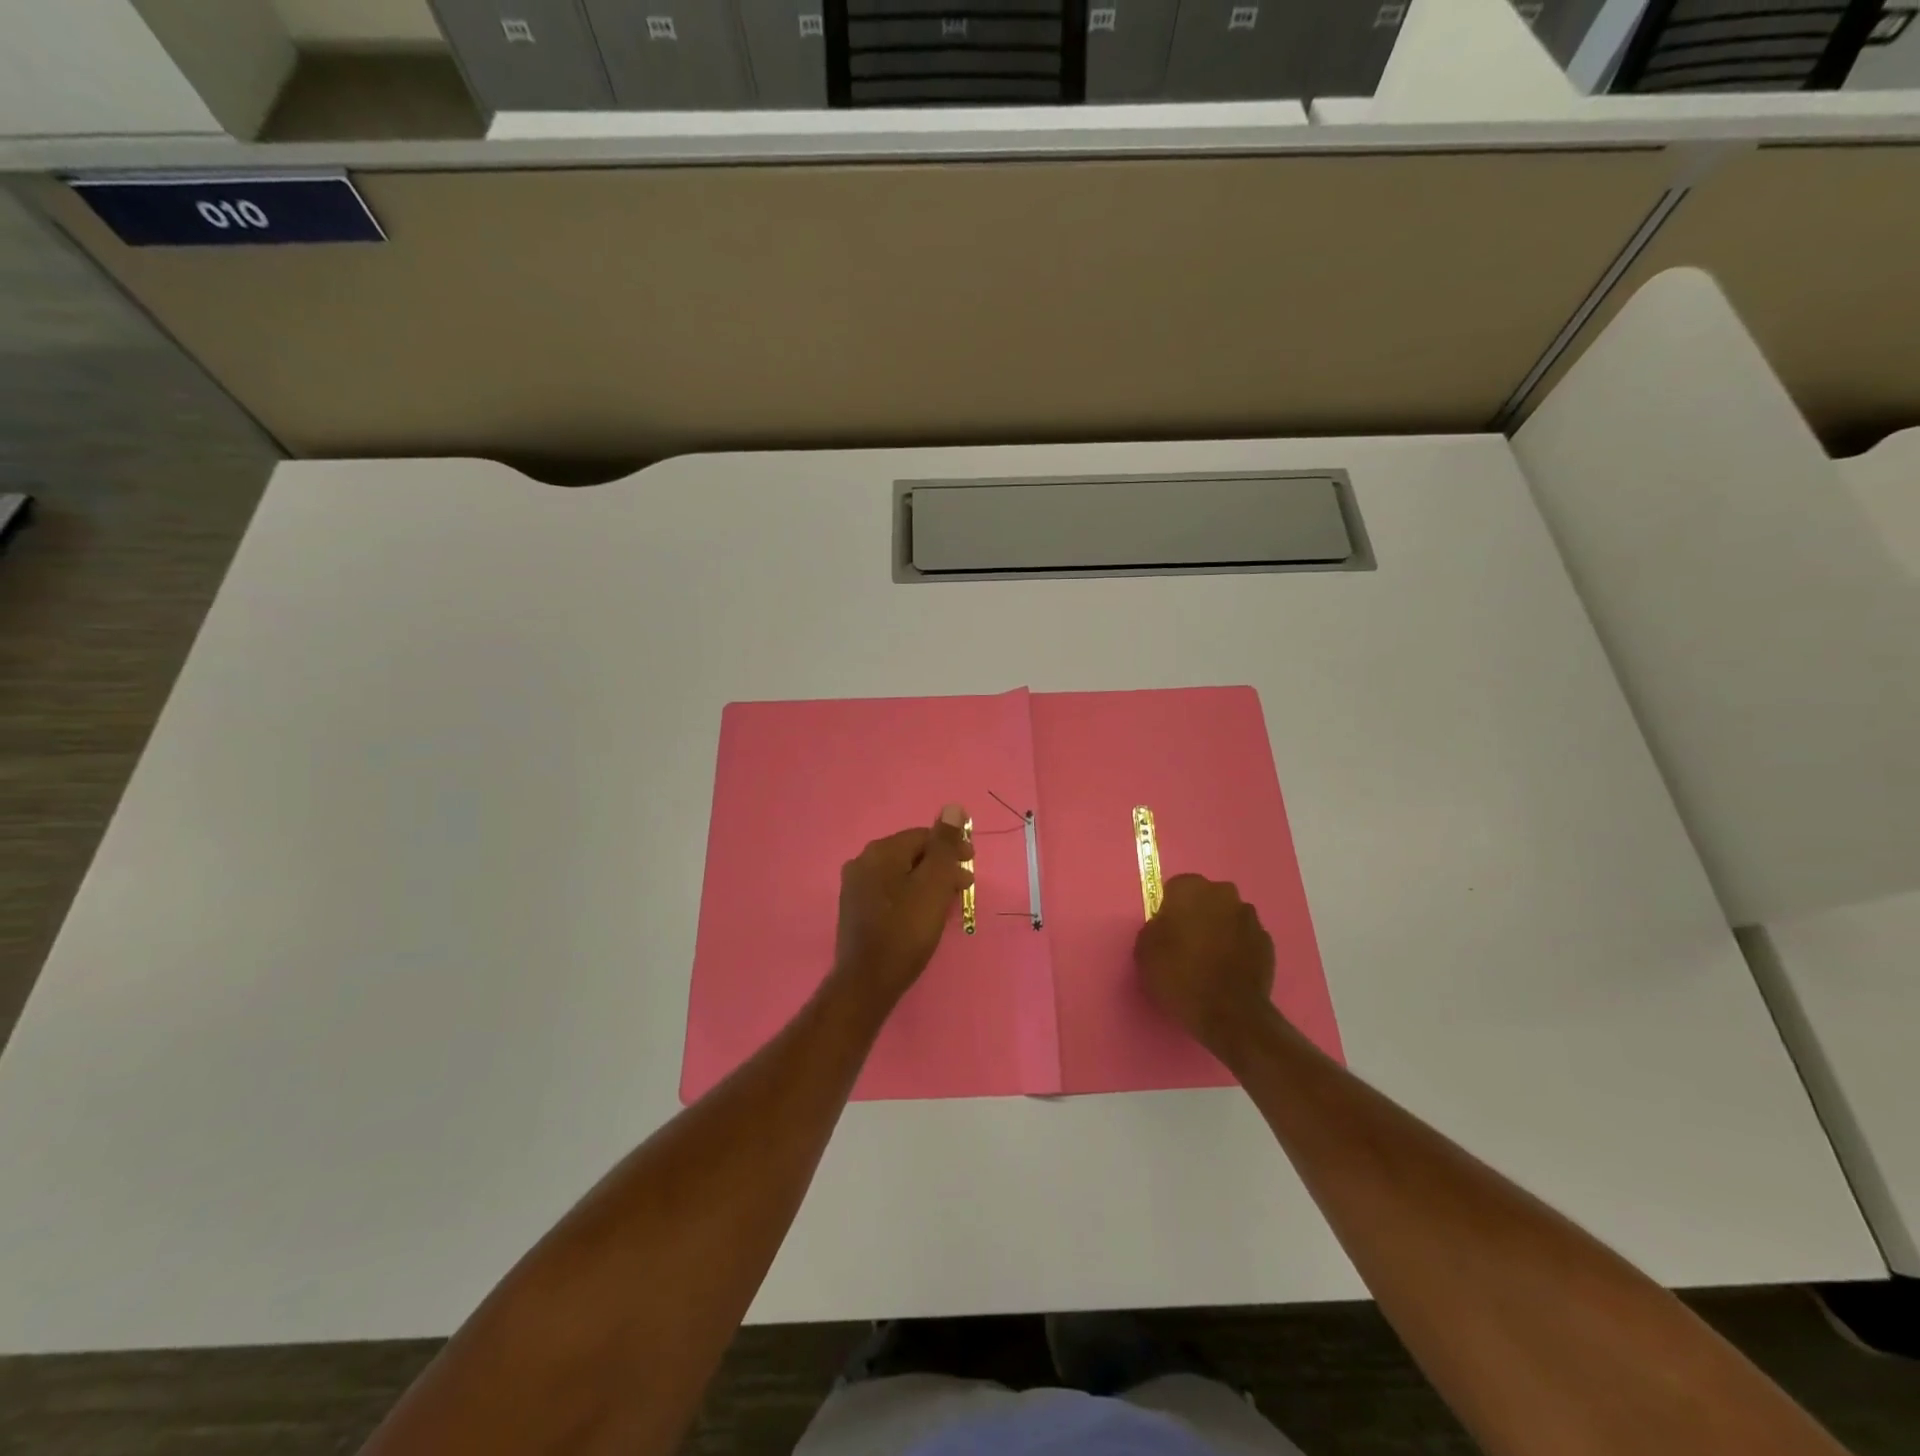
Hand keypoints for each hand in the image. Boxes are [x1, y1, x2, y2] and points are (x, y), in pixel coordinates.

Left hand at [833, 804, 974, 1005]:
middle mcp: (862, 861)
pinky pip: (889, 892)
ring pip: (901, 874)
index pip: (923, 836)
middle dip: (941, 867)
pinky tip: (923, 915)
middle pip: (911, 854)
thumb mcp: (934, 885)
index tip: (972, 867)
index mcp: (880, 851)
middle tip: (964, 887)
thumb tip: (953, 807)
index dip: (952, 848)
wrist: (867, 983)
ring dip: (927, 882)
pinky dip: (911, 896)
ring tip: (948, 902)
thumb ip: (945, 846)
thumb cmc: (906, 931)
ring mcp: (855, 887)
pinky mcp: (855, 911)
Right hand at [1135, 874, 1276, 1059]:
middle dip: (1198, 915)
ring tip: (1209, 961)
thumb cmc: (1179, 976)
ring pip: (1228, 917)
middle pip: (1206, 898)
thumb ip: (1154, 927)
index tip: (1166, 932)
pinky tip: (1227, 972)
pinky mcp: (1267, 943)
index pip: (1176, 888)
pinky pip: (1245, 939)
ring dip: (1220, 930)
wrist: (1229, 1014)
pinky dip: (1237, 949)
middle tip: (1187, 944)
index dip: (1170, 909)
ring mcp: (1250, 918)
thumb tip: (1166, 925)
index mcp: (1191, 889)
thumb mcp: (1144, 950)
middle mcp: (1224, 894)